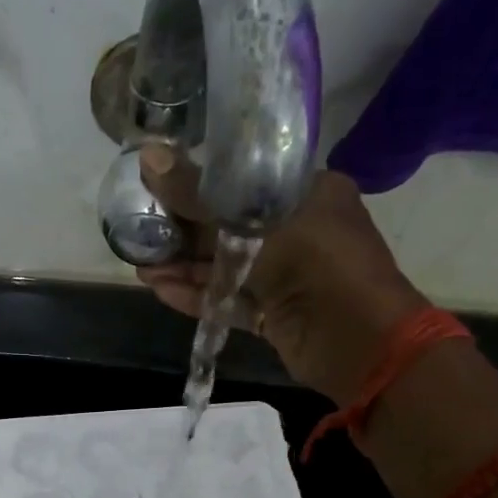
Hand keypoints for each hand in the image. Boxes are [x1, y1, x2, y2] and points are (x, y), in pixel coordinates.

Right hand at [134, 145, 429, 404]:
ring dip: (184, 267)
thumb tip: (149, 158)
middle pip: (230, 226)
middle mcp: (298, 230)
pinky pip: (231, 301)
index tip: (161, 186)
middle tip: (140, 228)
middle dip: (184, 231)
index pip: (245, 180)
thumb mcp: (253, 221)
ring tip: (140, 264)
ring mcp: (286, 276)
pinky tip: (160, 289)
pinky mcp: (276, 314)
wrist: (358, 340)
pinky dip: (199, 296)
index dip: (201, 183)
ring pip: (227, 267)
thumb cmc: (315, 262)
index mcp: (307, 192)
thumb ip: (199, 196)